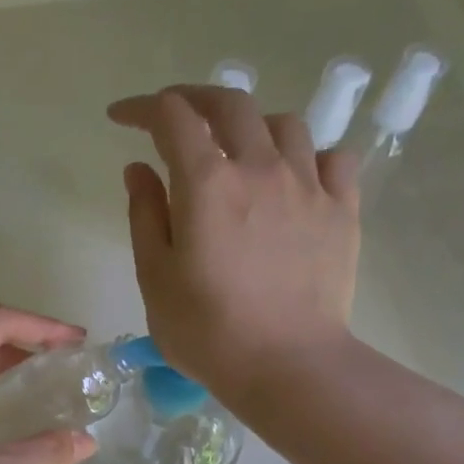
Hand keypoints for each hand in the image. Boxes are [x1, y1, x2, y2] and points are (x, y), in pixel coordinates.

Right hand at [108, 84, 360, 400]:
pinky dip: (308, 156)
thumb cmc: (207, 331)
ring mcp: (308, 185)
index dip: (142, 108)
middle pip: (230, 103)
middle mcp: (260, 167)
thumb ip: (145, 214)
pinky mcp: (342, 210)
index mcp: (207, 183)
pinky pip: (332, 158)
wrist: (287, 366)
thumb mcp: (155, 277)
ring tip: (238, 151)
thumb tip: (139, 168)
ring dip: (252, 125)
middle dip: (194, 98)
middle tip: (174, 117)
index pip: (171, 118)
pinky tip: (295, 179)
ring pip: (284, 123)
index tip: (121, 118)